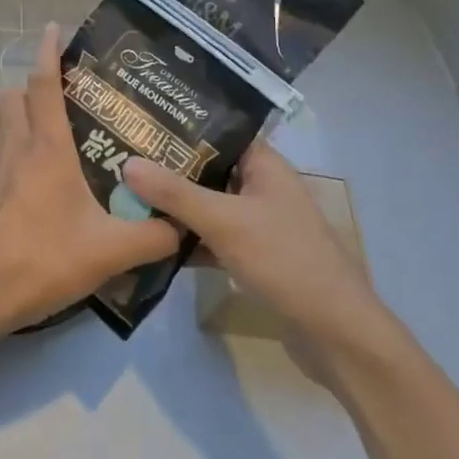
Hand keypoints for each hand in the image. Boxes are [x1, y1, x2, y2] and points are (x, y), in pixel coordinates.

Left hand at [0, 23, 180, 338]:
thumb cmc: (43, 259)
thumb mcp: (110, 252)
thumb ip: (152, 236)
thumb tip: (181, 226)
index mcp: (46, 147)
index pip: (43, 83)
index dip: (48, 50)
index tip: (54, 27)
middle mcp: (14, 145)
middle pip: (15, 95)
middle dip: (34, 86)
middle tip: (63, 98)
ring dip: (17, 115)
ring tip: (44, 134)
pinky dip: (2, 148)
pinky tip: (20, 174)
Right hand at [124, 141, 391, 370]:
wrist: (336, 334)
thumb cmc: (285, 260)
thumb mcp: (225, 221)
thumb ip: (176, 193)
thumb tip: (127, 162)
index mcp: (264, 164)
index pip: (217, 131)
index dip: (180, 126)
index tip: (138, 123)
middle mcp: (261, 186)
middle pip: (208, 169)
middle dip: (169, 168)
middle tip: (121, 158)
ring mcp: (259, 223)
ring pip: (208, 205)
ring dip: (176, 206)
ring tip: (127, 194)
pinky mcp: (254, 256)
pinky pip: (213, 237)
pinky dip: (189, 238)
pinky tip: (152, 241)